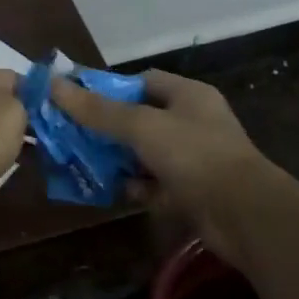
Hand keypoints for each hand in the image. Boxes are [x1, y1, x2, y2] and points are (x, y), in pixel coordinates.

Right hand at [50, 68, 281, 270]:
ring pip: (144, 153)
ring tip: (85, 162)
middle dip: (107, 127)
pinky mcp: (192, 191)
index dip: (109, 88)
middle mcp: (192, 122)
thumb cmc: (194, 155)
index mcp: (188, 95)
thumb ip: (97, 110)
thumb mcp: (140, 126)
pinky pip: (155, 183)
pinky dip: (137, 187)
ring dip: (118, 160)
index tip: (78, 99)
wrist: (245, 216)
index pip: (142, 81)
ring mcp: (194, 159)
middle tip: (72, 134)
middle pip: (139, 118)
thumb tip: (53, 85)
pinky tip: (117, 191)